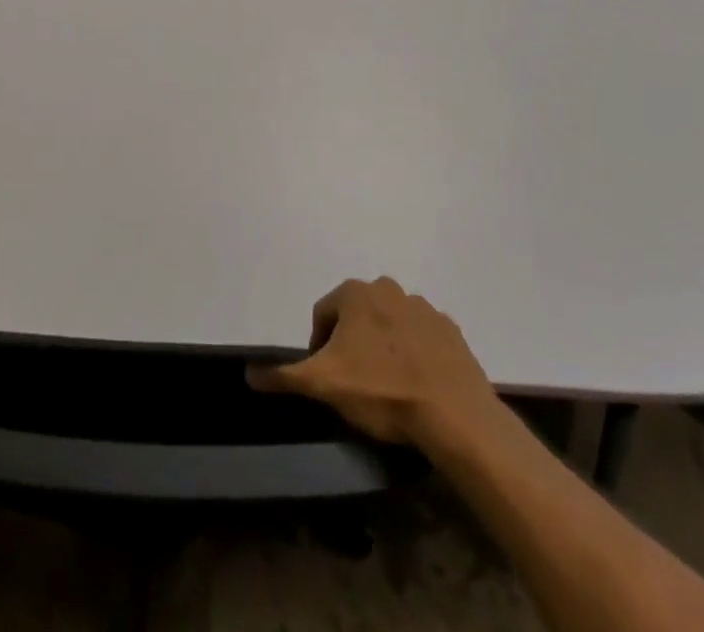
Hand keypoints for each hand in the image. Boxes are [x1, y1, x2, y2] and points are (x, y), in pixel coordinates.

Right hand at [247, 277, 506, 455]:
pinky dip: (416, 354)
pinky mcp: (452, 332)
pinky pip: (422, 339)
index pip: (323, 314)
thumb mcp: (323, 385)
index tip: (327, 377)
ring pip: (390, 325)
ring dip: (384, 346)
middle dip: (352, 343)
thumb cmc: (382, 391)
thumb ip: (284, 375)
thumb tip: (248, 373)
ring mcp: (424, 308)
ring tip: (388, 387)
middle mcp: (388, 289)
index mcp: (355, 293)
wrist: (456, 416)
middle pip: (357, 315)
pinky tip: (417, 385)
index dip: (318, 346)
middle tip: (355, 382)